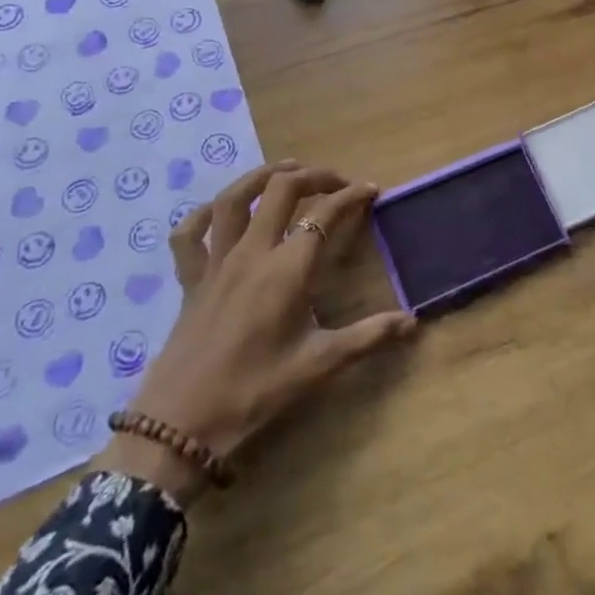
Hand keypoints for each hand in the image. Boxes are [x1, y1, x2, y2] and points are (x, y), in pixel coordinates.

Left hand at [92, 159, 415, 499]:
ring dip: (262, 176)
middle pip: (283, 190)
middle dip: (313, 176)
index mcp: (287, 269)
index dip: (351, 196)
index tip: (370, 190)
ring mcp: (217, 261)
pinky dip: (203, 214)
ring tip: (285, 169)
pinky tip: (217, 211)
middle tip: (336, 181)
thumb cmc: (255, 391)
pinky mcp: (190, 279)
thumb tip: (412, 322)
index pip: (324, 215)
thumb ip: (368, 338)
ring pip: (235, 198)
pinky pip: (189, 234)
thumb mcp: (319, 365)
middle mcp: (253, 252)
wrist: (181, 424)